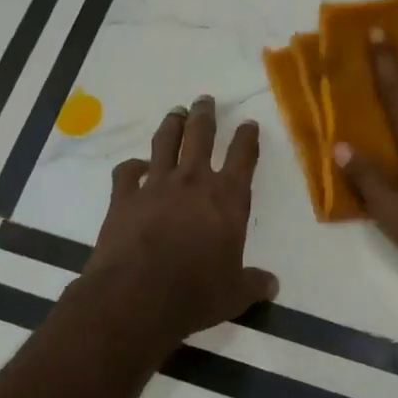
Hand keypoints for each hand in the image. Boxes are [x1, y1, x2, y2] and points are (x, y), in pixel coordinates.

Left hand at [85, 94, 278, 343]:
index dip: (247, 138)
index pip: (243, 157)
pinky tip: (135, 165)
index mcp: (227, 199)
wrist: (137, 296)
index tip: (249, 124)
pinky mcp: (124, 197)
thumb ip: (253, 284)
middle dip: (204, 115)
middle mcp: (193, 182)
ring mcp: (156, 186)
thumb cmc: (195, 293)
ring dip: (172, 125)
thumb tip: (273, 285)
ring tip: (176, 112)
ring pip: (165, 143)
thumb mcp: (234, 294)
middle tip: (204, 100)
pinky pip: (127, 172)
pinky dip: (132, 166)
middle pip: (200, 136)